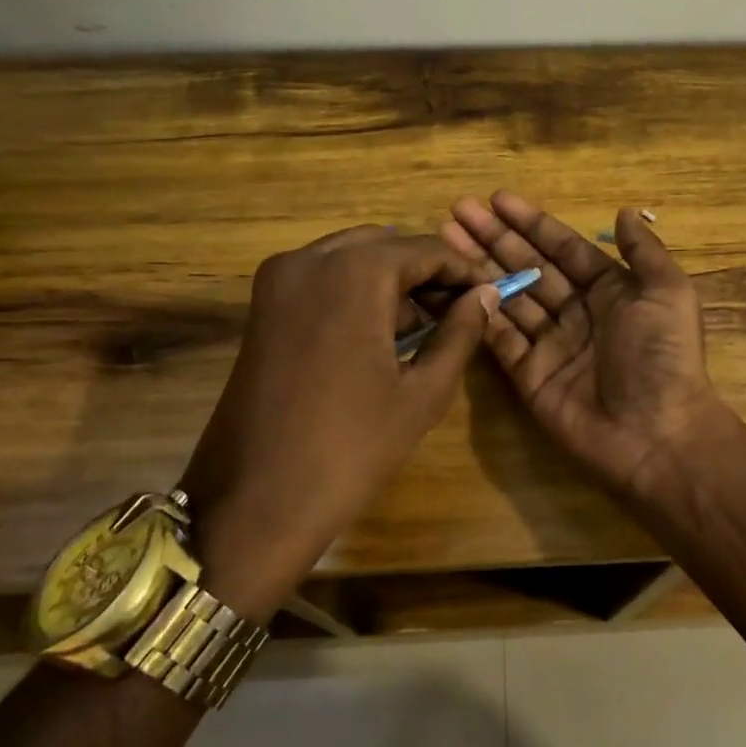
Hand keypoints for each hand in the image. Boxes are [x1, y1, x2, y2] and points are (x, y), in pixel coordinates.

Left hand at [180, 226, 499, 618]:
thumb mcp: (422, 392)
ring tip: (427, 326)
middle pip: (385, 244)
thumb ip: (460, 333)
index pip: (425, 249)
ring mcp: (278, 281)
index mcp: (353, 272)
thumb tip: (486, 295)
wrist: (255, 502)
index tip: (491, 293)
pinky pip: (321, 278)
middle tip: (460, 310)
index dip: (463, 270)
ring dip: (391, 280)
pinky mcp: (262, 307)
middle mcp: (309, 259)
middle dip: (426, 271)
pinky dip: (356, 291)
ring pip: (351, 257)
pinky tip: (381, 333)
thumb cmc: (350, 448)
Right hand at [442, 191, 727, 502]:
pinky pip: (499, 338)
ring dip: (478, 268)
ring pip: (508, 297)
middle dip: (494, 238)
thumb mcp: (668, 293)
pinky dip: (477, 314)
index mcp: (609, 290)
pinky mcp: (528, 375)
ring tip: (445, 239)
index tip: (496, 198)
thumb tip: (623, 211)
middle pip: (528, 266)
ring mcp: (549, 344)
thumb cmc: (663, 357)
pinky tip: (452, 287)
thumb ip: (644, 252)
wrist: (655, 434)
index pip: (562, 247)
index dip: (530, 223)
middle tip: (457, 210)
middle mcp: (576, 312)